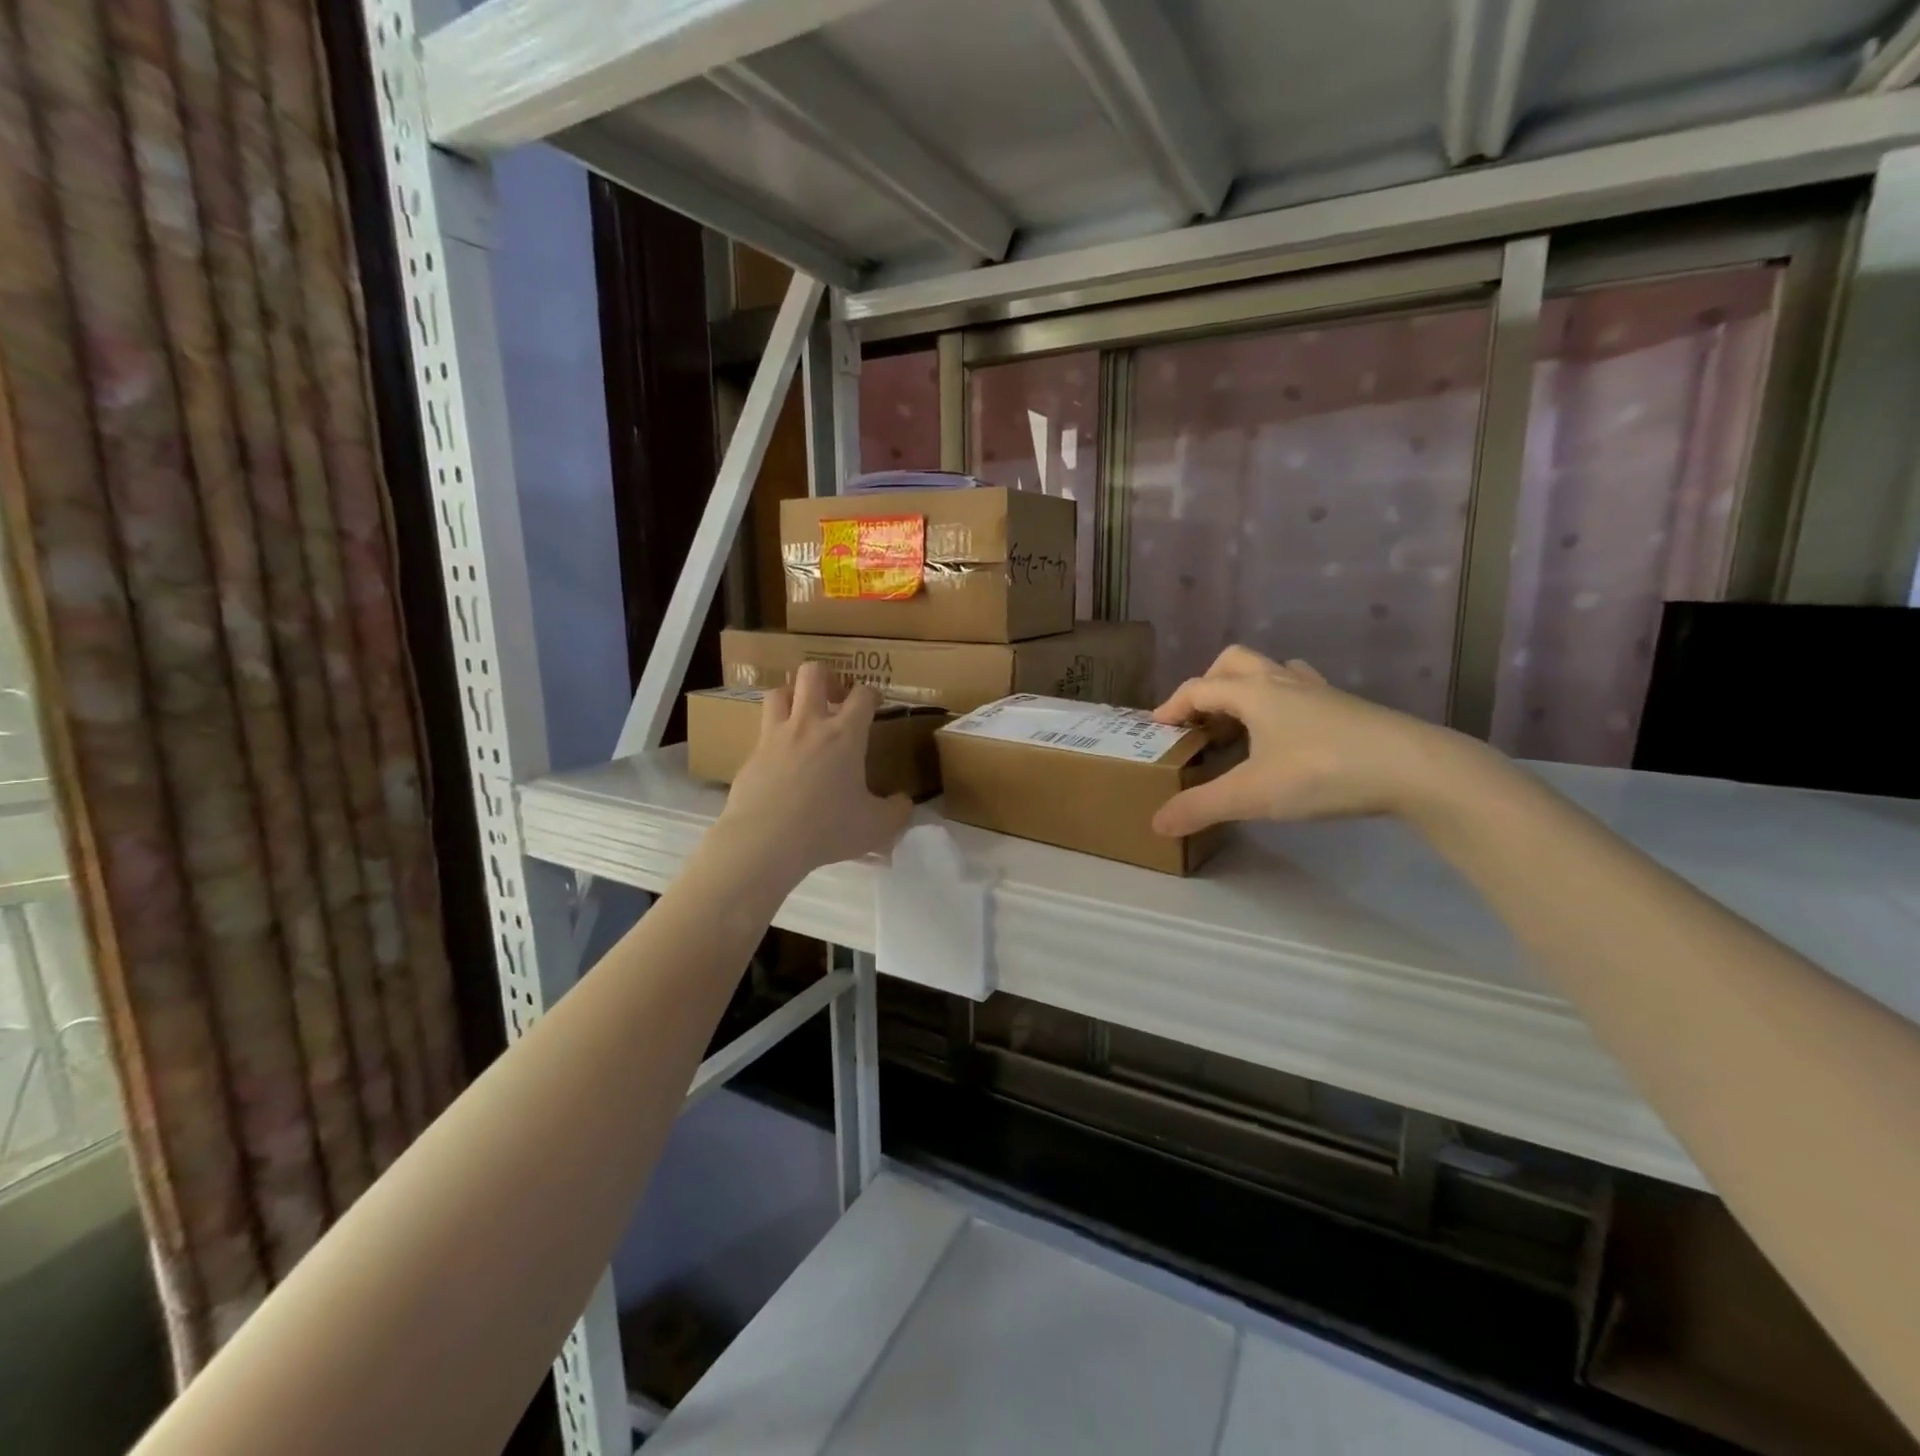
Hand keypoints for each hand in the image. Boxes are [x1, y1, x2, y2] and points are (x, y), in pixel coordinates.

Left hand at [715, 662, 913, 880]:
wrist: (764, 841)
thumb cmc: (827, 828)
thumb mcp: (876, 827)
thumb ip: (896, 811)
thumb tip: (904, 803)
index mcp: (844, 735)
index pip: (862, 695)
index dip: (872, 694)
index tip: (875, 704)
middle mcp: (808, 725)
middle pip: (812, 673)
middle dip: (826, 677)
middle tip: (834, 698)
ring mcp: (775, 737)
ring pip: (779, 692)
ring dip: (793, 696)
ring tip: (802, 716)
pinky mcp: (751, 756)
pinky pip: (762, 732)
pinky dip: (775, 737)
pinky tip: (782, 761)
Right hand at [1150, 646, 1492, 837]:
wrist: (1414, 769)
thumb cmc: (1322, 772)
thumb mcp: (1252, 795)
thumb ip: (1201, 807)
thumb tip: (1157, 823)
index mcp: (1253, 692)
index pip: (1199, 688)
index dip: (1172, 705)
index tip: (1157, 728)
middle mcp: (1282, 682)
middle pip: (1234, 662)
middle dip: (1209, 683)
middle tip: (1201, 719)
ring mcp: (1319, 691)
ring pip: (1272, 672)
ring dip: (1247, 689)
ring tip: (1241, 725)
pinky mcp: (1347, 707)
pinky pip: (1302, 691)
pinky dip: (1282, 703)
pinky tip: (1288, 735)